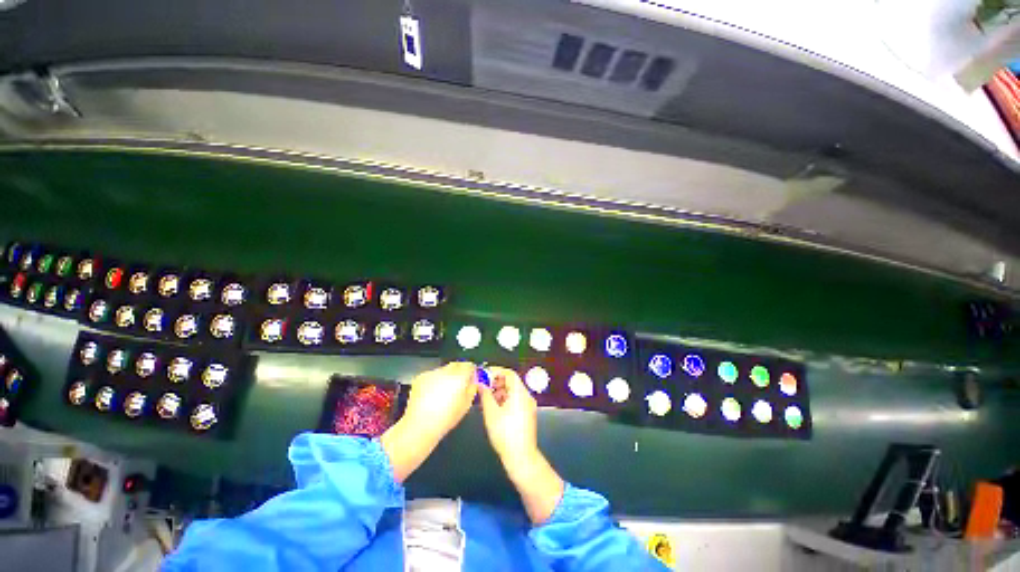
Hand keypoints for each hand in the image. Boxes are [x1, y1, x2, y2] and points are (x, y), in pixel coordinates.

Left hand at [381, 362, 476, 482]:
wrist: (420, 425)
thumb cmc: (446, 418)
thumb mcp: (467, 405)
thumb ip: (472, 388)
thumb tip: (473, 381)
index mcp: (459, 376)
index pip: (469, 365)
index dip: (471, 371)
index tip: (471, 377)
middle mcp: (445, 371)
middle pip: (456, 365)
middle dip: (459, 372)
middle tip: (459, 384)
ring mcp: (432, 373)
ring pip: (444, 370)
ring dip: (446, 377)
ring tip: (443, 393)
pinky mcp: (420, 377)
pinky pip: (432, 375)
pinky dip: (434, 381)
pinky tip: (432, 394)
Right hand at [477, 367, 537, 464]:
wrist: (521, 457)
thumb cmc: (505, 434)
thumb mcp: (490, 412)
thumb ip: (485, 394)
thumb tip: (480, 382)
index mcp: (520, 393)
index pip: (509, 373)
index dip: (496, 372)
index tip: (484, 375)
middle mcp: (526, 396)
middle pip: (512, 382)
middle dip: (497, 382)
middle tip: (484, 387)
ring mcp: (528, 406)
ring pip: (513, 391)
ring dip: (500, 391)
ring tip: (487, 399)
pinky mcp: (527, 414)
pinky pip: (516, 400)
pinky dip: (505, 400)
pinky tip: (494, 409)